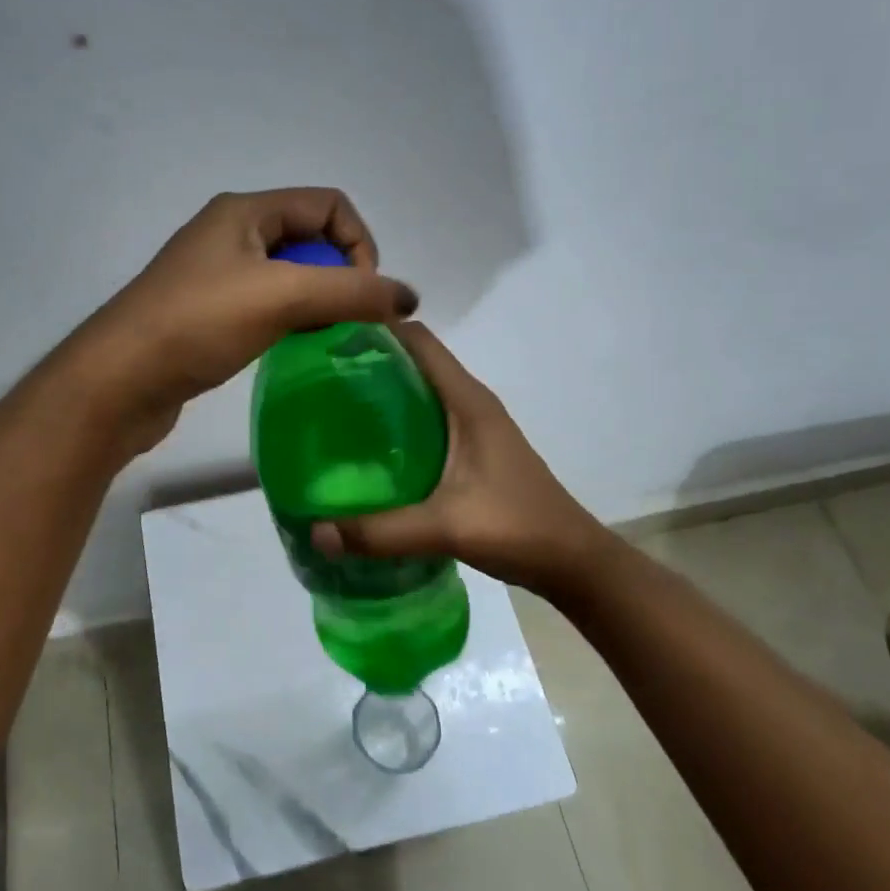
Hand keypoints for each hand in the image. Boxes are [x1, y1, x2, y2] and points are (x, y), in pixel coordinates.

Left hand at [76, 189, 418, 451]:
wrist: (119, 381)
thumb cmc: (198, 324)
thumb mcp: (282, 297)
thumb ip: (352, 292)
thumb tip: (409, 298)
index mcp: (245, 212)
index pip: (329, 205)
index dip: (359, 243)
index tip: (361, 294)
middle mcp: (230, 233)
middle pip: (311, 237)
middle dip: (339, 274)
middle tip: (342, 319)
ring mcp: (216, 274)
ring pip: (290, 274)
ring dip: (317, 299)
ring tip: (320, 336)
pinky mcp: (208, 313)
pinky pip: (267, 303)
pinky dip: (291, 319)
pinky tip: (290, 347)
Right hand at [310, 322, 606, 596]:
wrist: (573, 562)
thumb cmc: (518, 528)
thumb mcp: (446, 528)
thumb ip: (381, 532)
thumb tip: (315, 533)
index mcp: (467, 401)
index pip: (419, 340)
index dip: (376, 328)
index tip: (328, 338)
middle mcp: (470, 404)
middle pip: (414, 362)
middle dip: (368, 362)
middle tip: (316, 379)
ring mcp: (473, 428)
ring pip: (419, 393)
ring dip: (380, 394)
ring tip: (330, 411)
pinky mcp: (471, 452)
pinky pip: (424, 422)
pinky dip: (394, 424)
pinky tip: (366, 452)